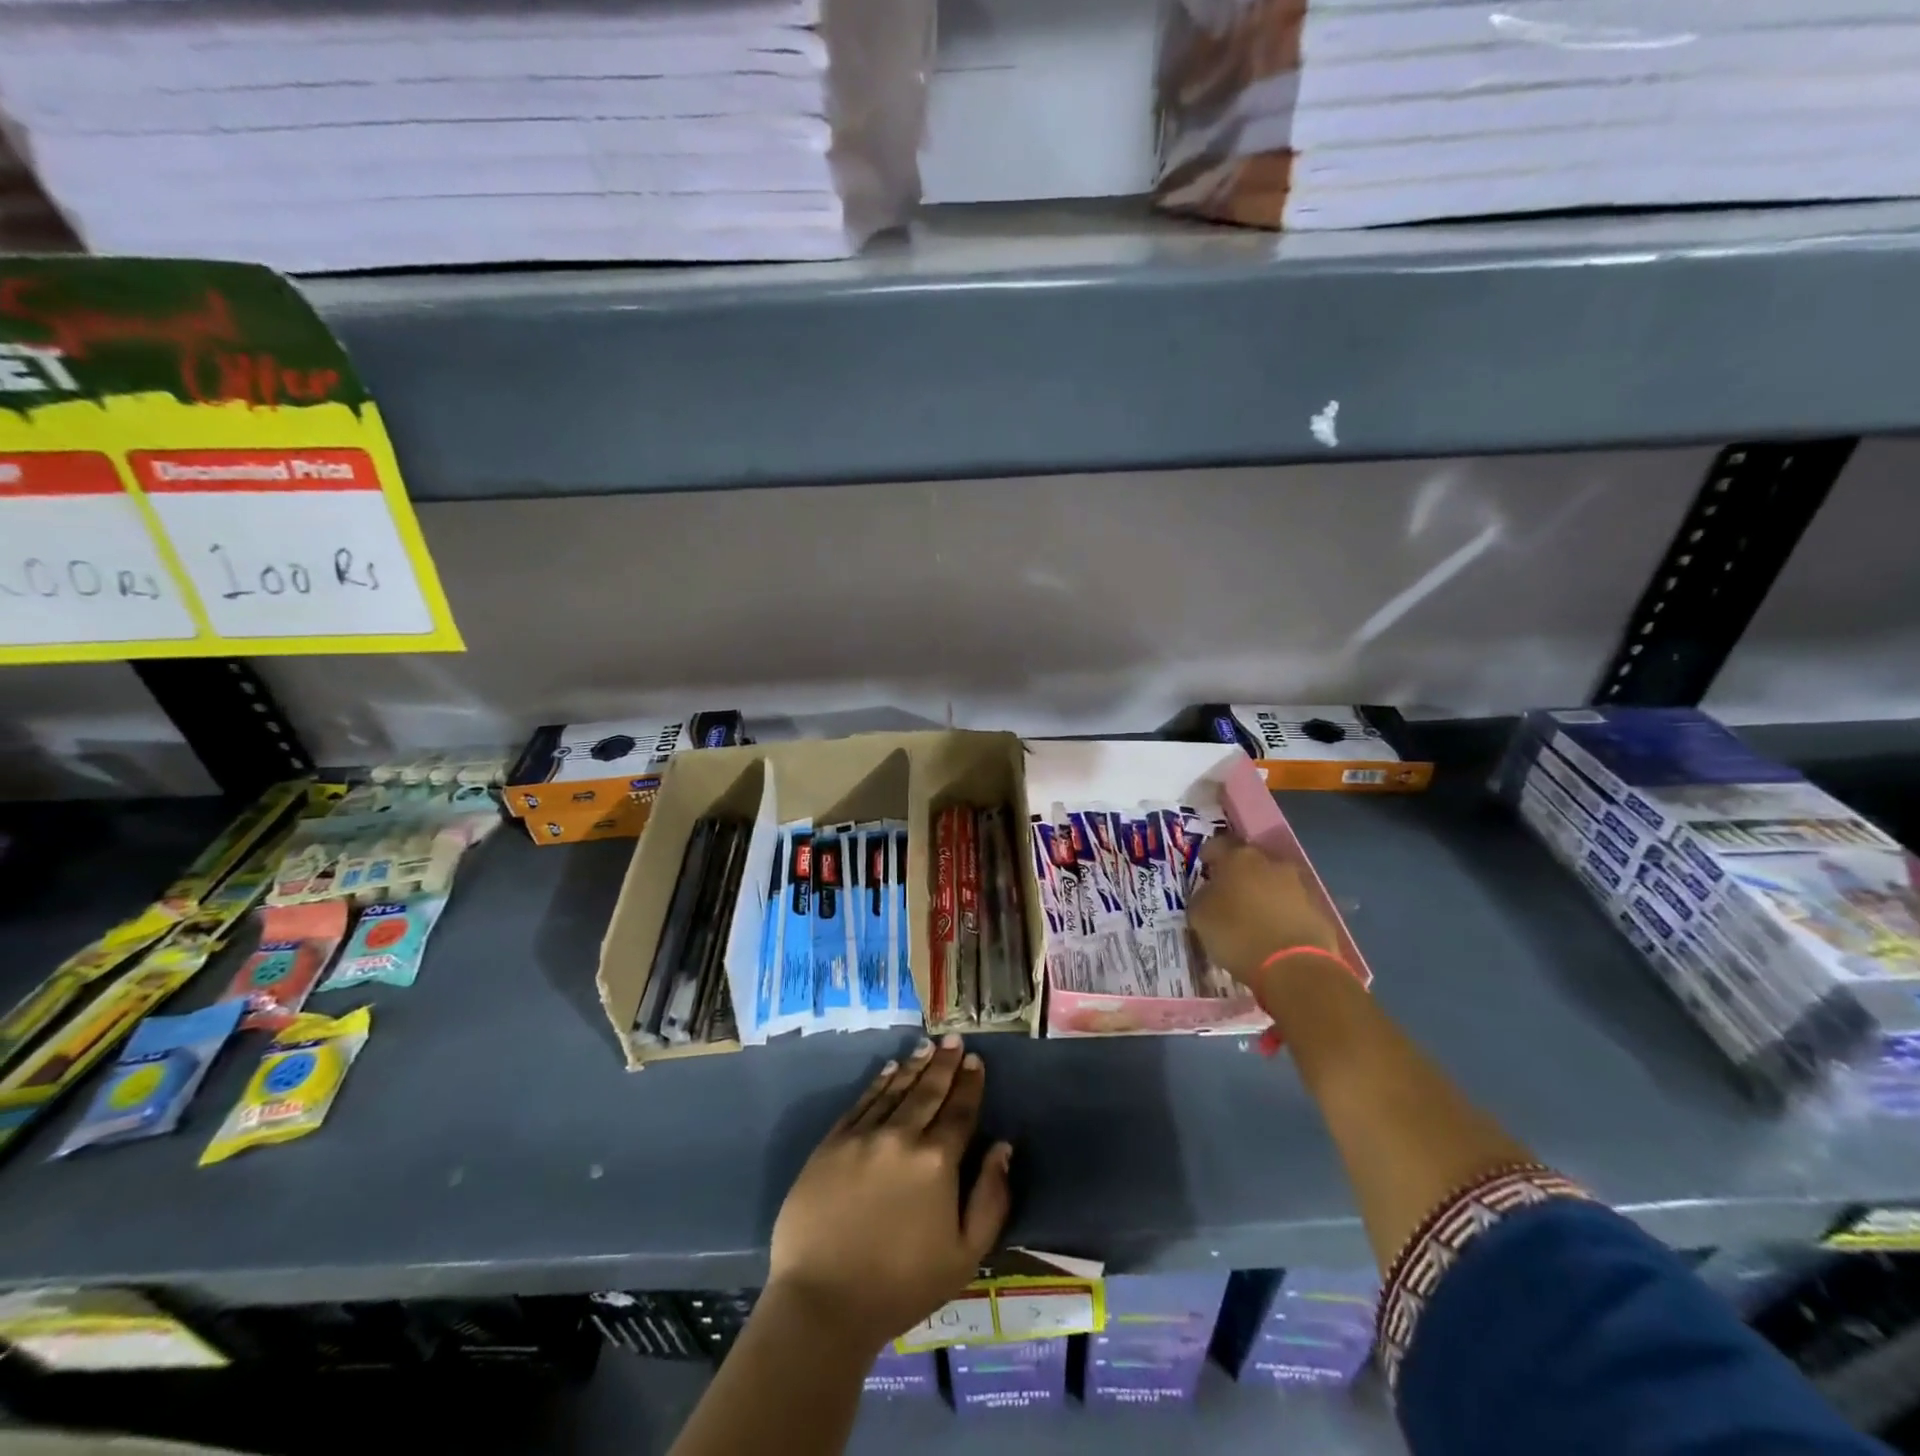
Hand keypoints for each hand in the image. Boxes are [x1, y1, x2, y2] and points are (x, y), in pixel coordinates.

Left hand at [769, 1035, 1012, 1354]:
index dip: (970, 1084)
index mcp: (936, 1161)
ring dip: (914, 1066)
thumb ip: (991, 1198)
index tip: (976, 1060)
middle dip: (945, 1064)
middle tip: (955, 1040)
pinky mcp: (831, 1143)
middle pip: (928, 1091)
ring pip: (895, 1090)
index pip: (959, 1112)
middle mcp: (901, 1136)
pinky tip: (888, 1070)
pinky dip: (878, 1083)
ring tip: (927, 1046)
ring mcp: (862, 1136)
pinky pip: (861, 1102)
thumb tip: (1002, 1147)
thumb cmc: (901, 1286)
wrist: (823, 1302)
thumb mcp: (964, 1255)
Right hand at [1187, 835, 1342, 993]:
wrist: (1295, 967)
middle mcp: (1271, 862)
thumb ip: (1202, 896)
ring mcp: (1298, 883)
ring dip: (1262, 892)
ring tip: (1251, 915)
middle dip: (1237, 873)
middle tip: (1226, 893)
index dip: (1207, 855)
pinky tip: (1272, 931)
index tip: (1203, 869)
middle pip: (1249, 860)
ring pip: (1272, 880)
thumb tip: (1210, 893)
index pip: (1217, 844)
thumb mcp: (1199, 916)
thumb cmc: (1237, 934)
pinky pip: (1291, 903)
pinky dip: (1280, 911)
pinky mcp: (1318, 908)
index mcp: (1238, 857)